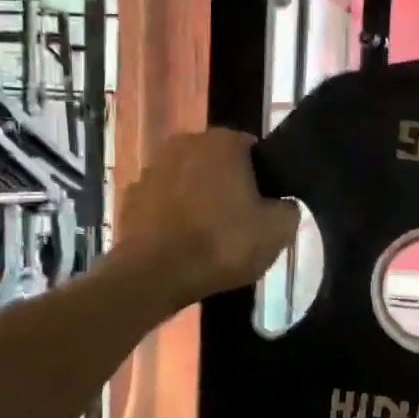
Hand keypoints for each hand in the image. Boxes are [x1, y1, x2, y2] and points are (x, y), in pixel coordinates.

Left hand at [113, 130, 298, 307]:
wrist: (154, 275)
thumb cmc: (221, 244)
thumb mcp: (277, 231)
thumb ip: (288, 209)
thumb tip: (282, 204)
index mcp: (222, 142)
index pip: (253, 151)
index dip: (262, 180)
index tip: (263, 208)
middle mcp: (184, 143)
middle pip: (217, 164)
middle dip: (227, 187)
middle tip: (239, 224)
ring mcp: (152, 168)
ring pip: (187, 182)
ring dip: (197, 200)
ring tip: (207, 239)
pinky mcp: (130, 197)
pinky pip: (162, 203)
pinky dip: (171, 217)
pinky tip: (180, 244)